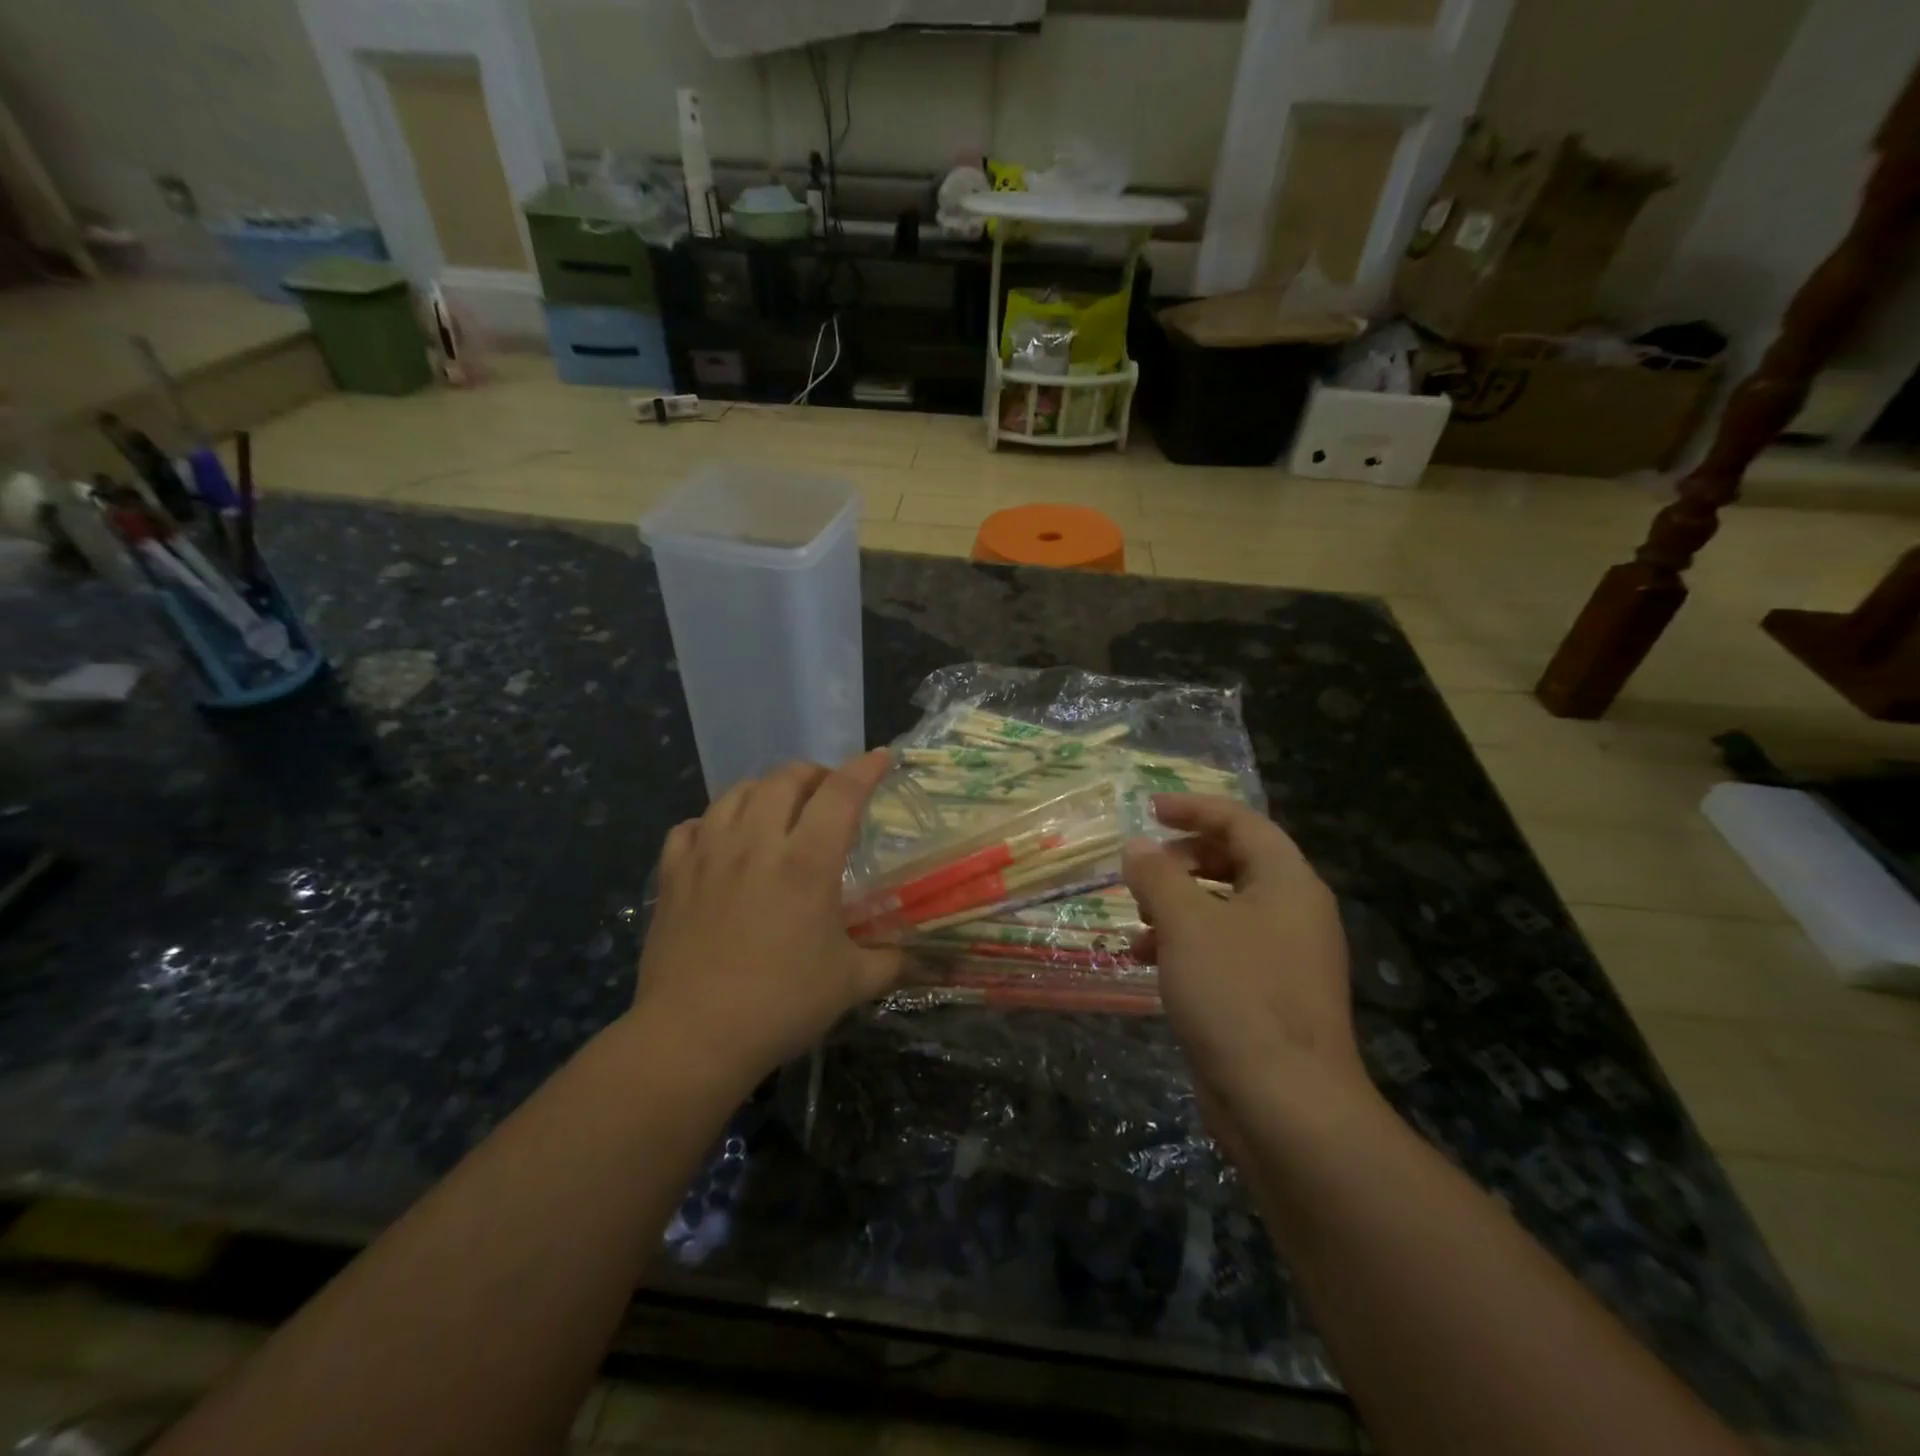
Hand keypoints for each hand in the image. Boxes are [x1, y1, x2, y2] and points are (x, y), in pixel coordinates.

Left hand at [630, 751, 901, 1092]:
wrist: (692, 1037)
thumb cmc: (780, 1005)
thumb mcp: (850, 984)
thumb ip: (891, 962)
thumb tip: (921, 958)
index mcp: (806, 861)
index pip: (841, 793)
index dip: (866, 768)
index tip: (882, 757)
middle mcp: (756, 843)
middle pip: (785, 778)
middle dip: (815, 773)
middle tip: (829, 793)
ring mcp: (708, 854)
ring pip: (736, 792)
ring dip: (765, 789)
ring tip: (778, 808)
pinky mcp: (673, 875)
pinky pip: (691, 826)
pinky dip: (712, 823)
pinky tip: (721, 841)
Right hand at [1122, 794, 1371, 1124]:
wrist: (1287, 1106)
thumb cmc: (1237, 995)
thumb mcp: (1186, 923)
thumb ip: (1157, 875)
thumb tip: (1137, 845)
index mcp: (1287, 882)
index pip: (1242, 822)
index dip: (1194, 808)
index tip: (1149, 809)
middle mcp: (1294, 911)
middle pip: (1235, 862)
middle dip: (1182, 860)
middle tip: (1142, 869)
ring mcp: (1285, 956)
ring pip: (1225, 907)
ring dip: (1177, 904)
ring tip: (1136, 918)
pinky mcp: (1269, 995)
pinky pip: (1224, 948)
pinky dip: (1185, 943)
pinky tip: (1146, 959)